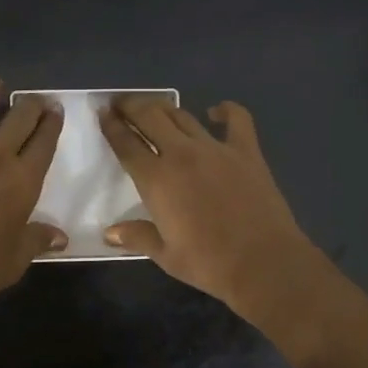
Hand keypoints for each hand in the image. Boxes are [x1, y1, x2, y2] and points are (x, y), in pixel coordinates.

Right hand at [99, 97, 328, 321]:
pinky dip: (225, 110)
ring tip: (155, 108)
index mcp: (156, 180)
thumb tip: (110, 233)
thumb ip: (137, 237)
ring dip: (165, 108)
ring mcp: (216, 149)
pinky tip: (216, 112)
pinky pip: (236, 119)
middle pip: (151, 118)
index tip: (103, 113)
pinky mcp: (246, 151)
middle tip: (122, 103)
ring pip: (183, 116)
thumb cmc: (209, 264)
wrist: (263, 262)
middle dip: (132, 106)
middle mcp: (182, 155)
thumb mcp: (166, 255)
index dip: (112, 126)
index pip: (126, 143)